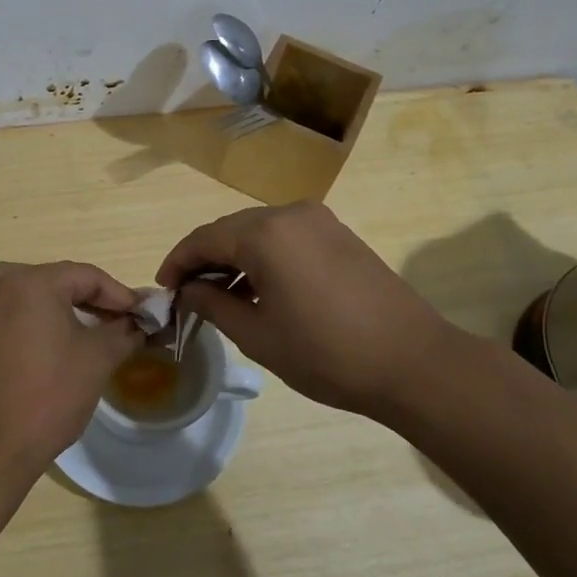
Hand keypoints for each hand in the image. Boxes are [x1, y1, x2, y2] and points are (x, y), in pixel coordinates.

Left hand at [0, 261, 143, 478]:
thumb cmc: (51, 394)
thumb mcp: (99, 358)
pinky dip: (27, 323)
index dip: (120, 295)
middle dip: (91, 301)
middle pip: (57, 283)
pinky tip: (40, 340)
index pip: (87, 276)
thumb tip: (138, 323)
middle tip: (121, 322)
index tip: (143, 314)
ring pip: (30, 298)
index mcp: (32, 280)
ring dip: (60, 311)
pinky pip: (5, 317)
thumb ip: (123, 331)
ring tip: (88, 331)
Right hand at [157, 202, 455, 418]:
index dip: (177, 263)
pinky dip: (264, 257)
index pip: (203, 239)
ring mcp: (320, 221)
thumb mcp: (257, 335)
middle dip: (204, 260)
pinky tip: (261, 289)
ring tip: (221, 296)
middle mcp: (291, 213)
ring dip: (235, 258)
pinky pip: (287, 238)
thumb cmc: (326, 353)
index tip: (163, 290)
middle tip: (188, 294)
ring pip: (259, 232)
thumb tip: (188, 290)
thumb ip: (212, 304)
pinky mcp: (340, 235)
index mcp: (265, 233)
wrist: (413, 362)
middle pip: (231, 230)